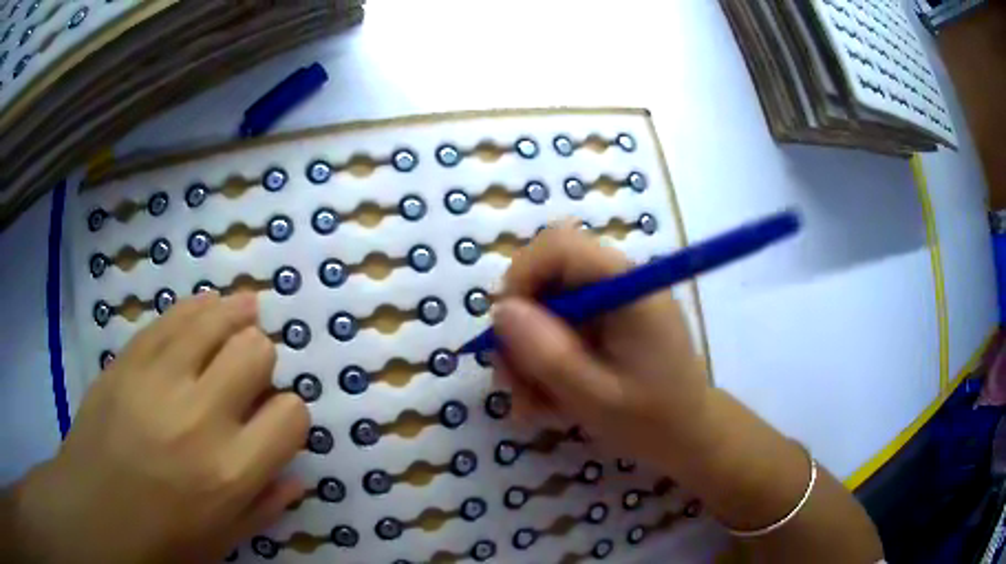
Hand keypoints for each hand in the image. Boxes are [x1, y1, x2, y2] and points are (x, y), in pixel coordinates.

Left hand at [11, 293, 307, 563]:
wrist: (94, 513)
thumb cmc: (163, 540)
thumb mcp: (224, 540)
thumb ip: (267, 507)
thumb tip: (297, 475)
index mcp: (231, 472)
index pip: (291, 415)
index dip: (290, 414)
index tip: (274, 420)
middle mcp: (200, 417)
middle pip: (255, 352)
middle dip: (262, 360)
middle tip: (248, 375)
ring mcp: (158, 379)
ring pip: (215, 318)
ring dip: (238, 315)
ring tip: (245, 311)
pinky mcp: (129, 359)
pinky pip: (173, 316)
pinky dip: (198, 309)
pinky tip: (207, 308)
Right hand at [491, 224, 713, 474]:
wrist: (689, 437)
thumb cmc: (654, 421)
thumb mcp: (596, 398)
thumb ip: (548, 355)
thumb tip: (501, 311)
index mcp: (628, 287)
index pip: (560, 246)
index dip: (520, 278)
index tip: (504, 332)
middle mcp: (618, 283)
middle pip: (545, 275)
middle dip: (519, 327)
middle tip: (511, 381)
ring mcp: (610, 303)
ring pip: (544, 306)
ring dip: (526, 353)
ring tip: (530, 404)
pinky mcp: (604, 323)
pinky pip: (556, 328)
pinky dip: (542, 361)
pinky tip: (546, 399)